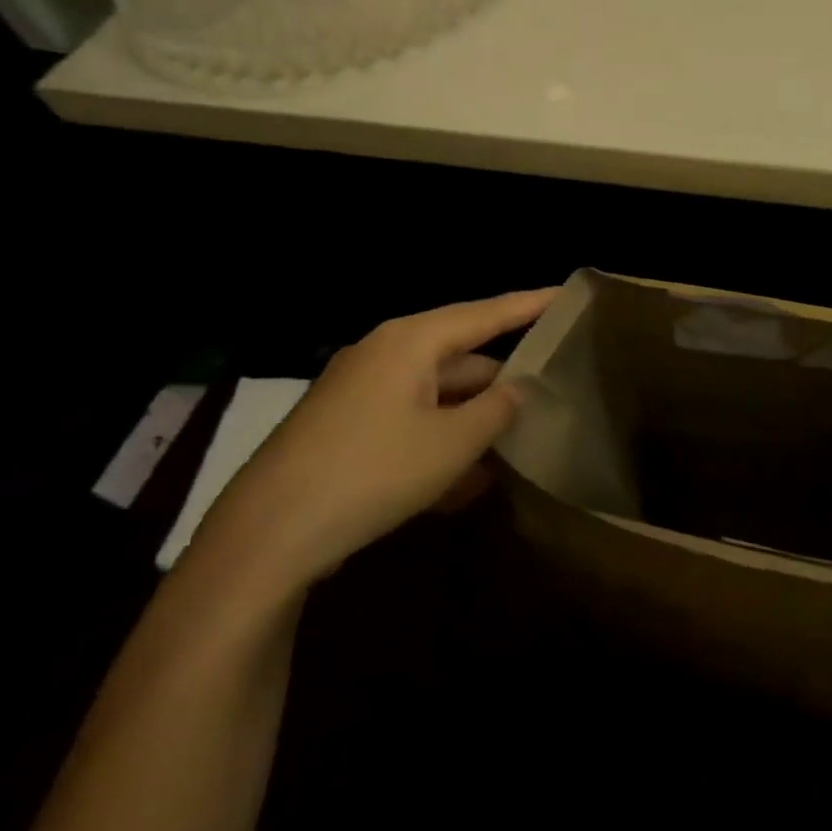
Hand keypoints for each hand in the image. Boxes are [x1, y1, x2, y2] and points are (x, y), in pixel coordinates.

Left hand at [193, 288, 556, 596]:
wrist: (266, 536)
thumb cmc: (373, 472)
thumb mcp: (453, 444)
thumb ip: (497, 409)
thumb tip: (517, 389)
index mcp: (411, 341)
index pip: (486, 313)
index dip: (529, 304)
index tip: (565, 293)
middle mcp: (384, 355)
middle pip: (461, 358)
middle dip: (501, 383)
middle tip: (547, 398)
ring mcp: (359, 392)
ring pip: (435, 396)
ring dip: (471, 423)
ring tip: (513, 453)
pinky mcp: (344, 429)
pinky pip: (407, 424)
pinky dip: (438, 444)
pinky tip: (464, 486)